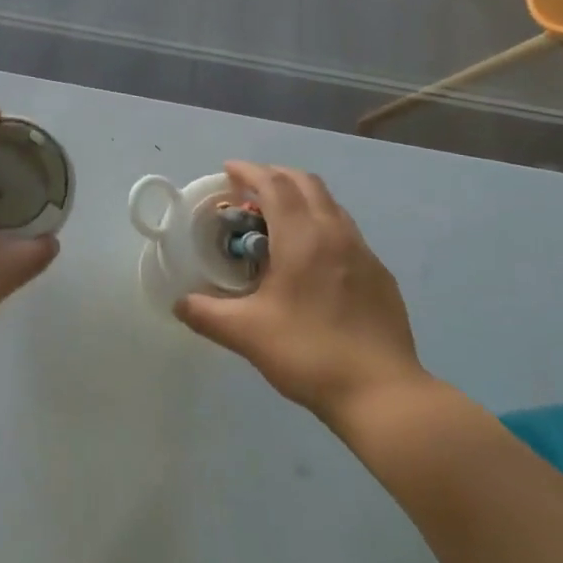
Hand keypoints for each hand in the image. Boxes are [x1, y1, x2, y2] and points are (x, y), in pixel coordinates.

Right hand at [175, 162, 428, 422]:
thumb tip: (178, 303)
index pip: (274, 184)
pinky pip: (346, 232)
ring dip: (301, 198)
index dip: (249, 171)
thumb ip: (207, 313)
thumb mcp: (247, 333)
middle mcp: (335, 232)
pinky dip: (322, 225)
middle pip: (305, 183)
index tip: (228, 170)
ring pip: (330, 205)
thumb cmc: (309, 353)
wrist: (383, 393)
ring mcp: (364, 252)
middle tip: (249, 190)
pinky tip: (312, 259)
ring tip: (278, 220)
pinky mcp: (380, 275)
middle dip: (276, 176)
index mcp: (302, 237)